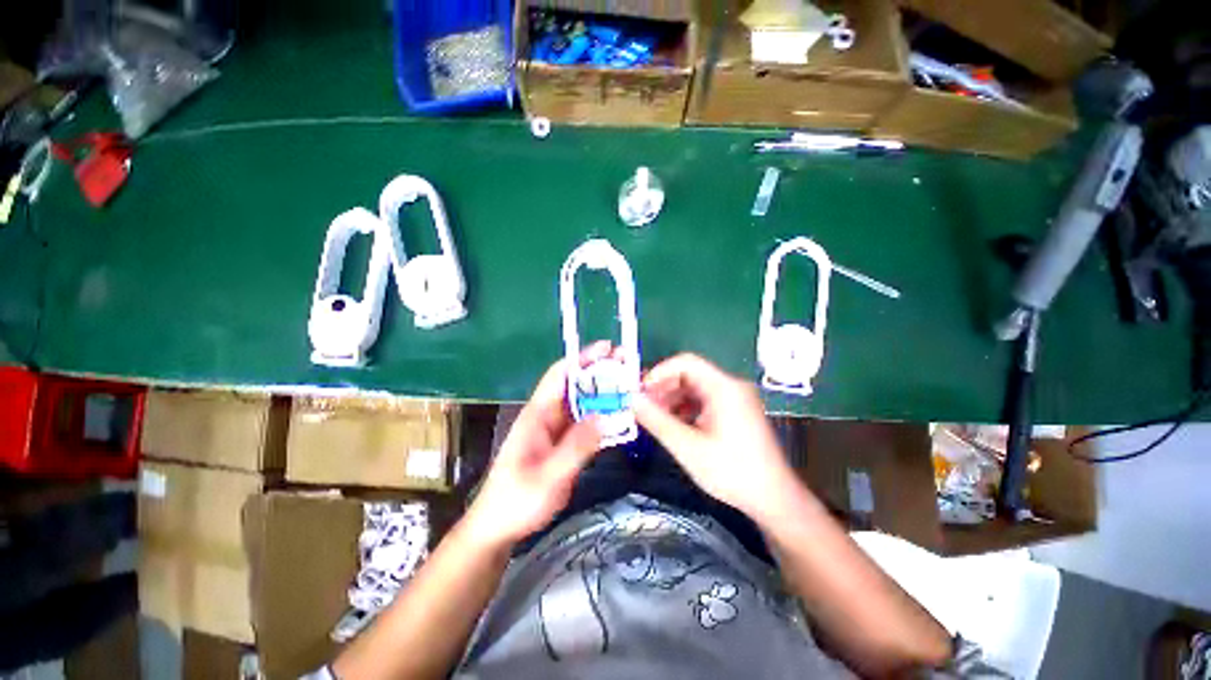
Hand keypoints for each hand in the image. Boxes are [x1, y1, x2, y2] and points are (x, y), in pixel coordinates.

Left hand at [463, 345, 609, 547]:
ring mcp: (555, 431)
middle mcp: (547, 416)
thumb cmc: (516, 502)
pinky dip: (602, 417)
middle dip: (601, 374)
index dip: (582, 359)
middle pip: (575, 386)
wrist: (498, 528)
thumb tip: (604, 417)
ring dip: (604, 396)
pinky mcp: (561, 444)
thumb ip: (576, 447)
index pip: (560, 375)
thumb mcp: (549, 477)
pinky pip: (585, 424)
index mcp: (537, 415)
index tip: (608, 349)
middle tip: (629, 369)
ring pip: (582, 404)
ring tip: (631, 390)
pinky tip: (620, 418)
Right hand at [633, 353, 801, 521]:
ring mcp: (735, 399)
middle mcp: (730, 386)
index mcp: (723, 387)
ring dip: (672, 399)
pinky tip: (674, 425)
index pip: (685, 362)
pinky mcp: (735, 412)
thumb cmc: (732, 471)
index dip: (659, 372)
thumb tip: (632, 400)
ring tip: (654, 417)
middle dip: (663, 387)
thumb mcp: (688, 447)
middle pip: (689, 374)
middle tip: (643, 406)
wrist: (774, 499)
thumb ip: (657, 420)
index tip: (641, 391)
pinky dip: (685, 408)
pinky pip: (704, 401)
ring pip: (695, 388)